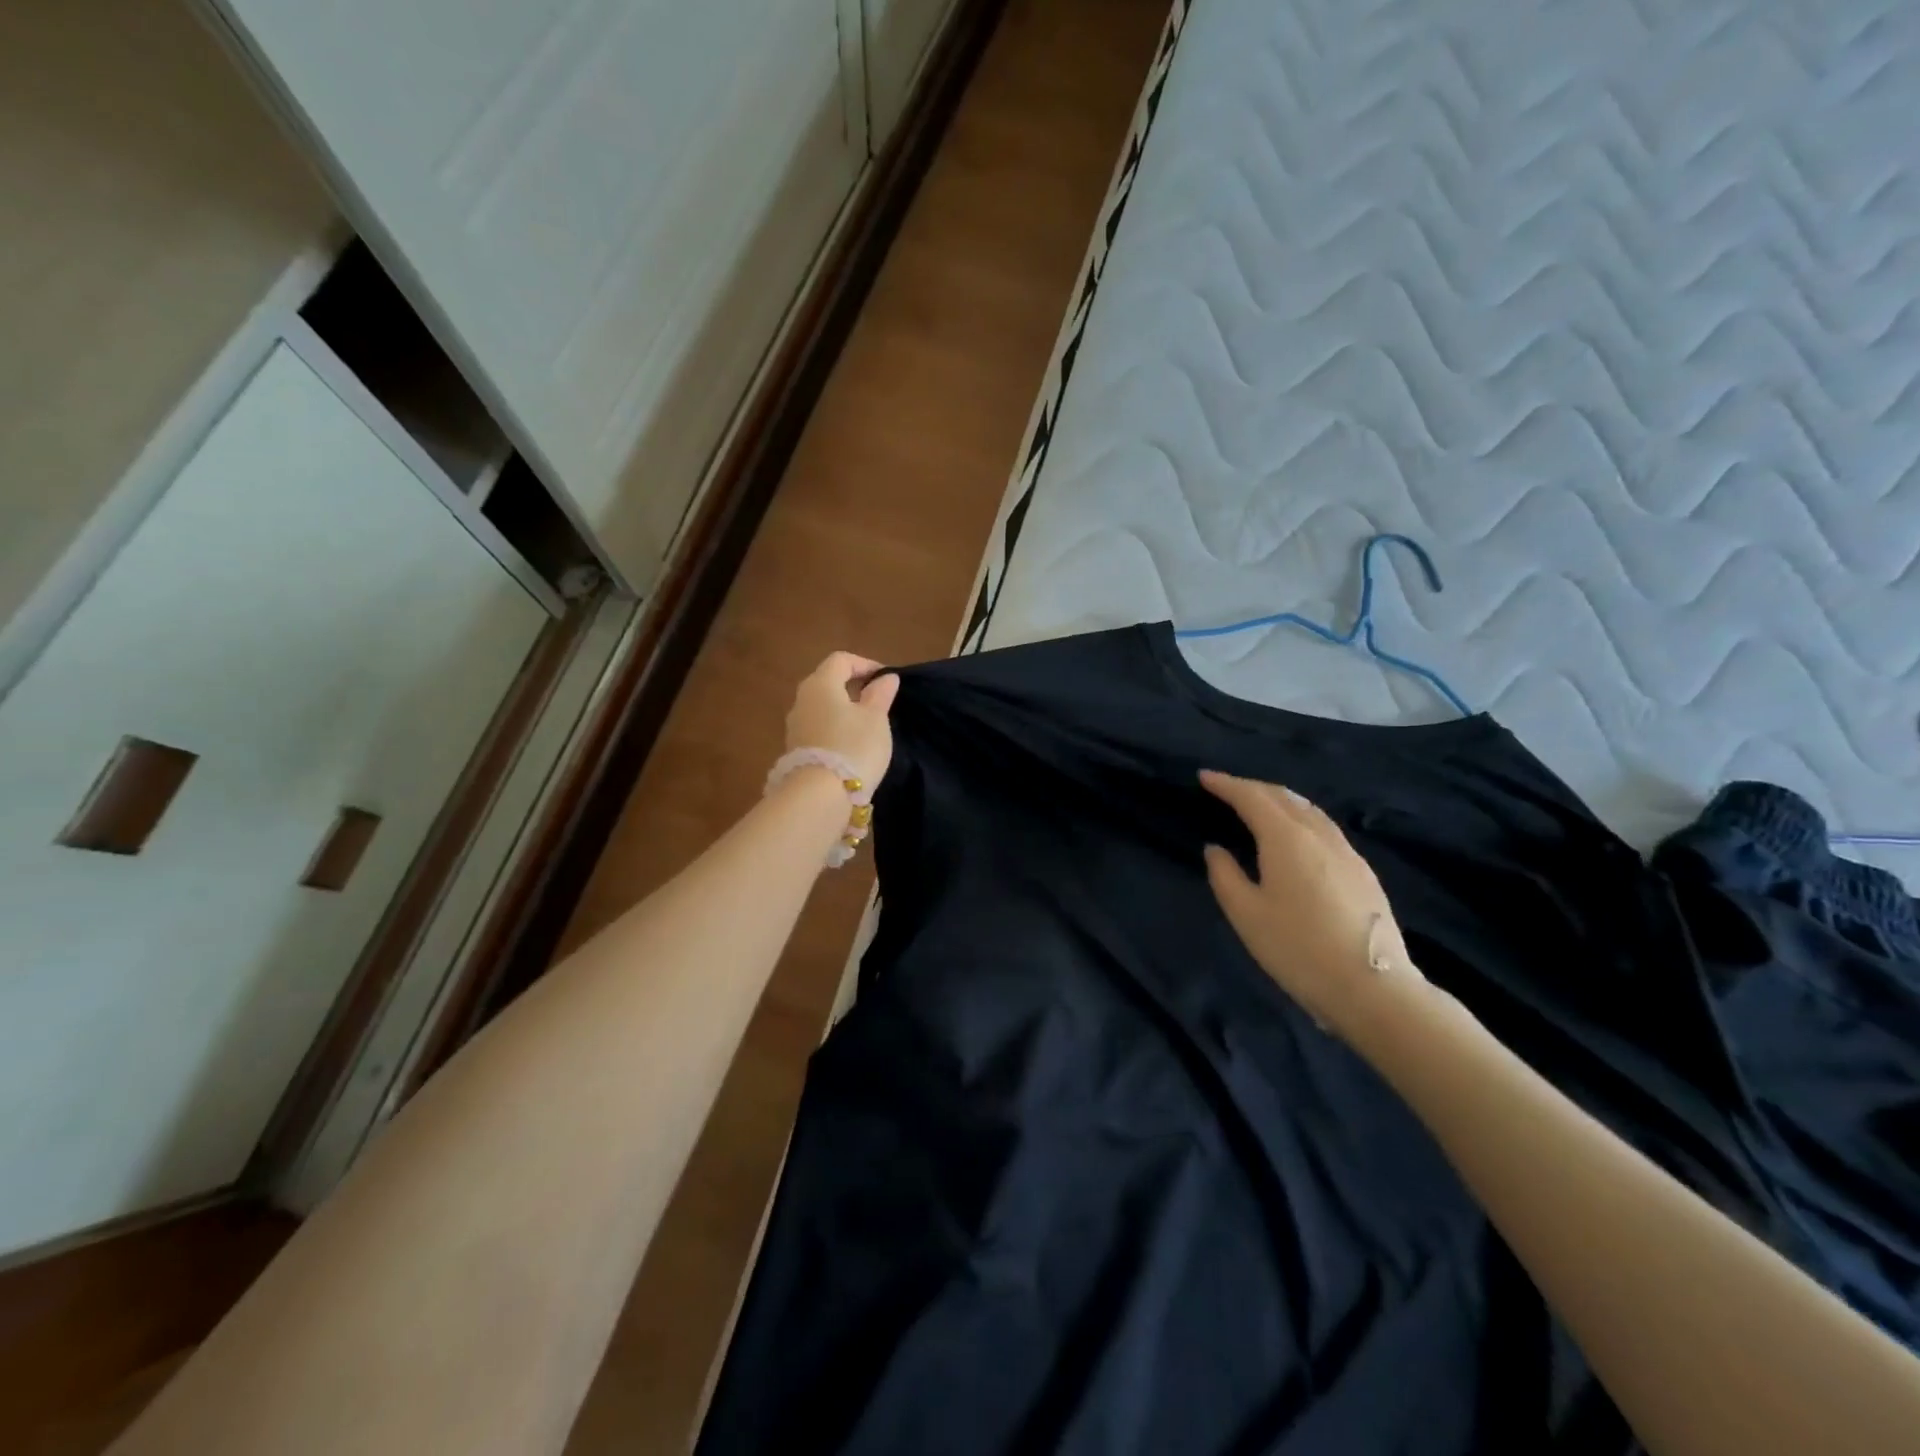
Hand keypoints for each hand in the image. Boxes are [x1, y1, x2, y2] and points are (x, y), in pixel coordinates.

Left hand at [786, 653, 899, 787]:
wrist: (820, 795)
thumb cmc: (854, 746)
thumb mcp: (876, 719)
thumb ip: (880, 695)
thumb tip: (886, 678)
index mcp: (820, 684)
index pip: (841, 660)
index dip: (865, 664)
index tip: (886, 680)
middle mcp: (802, 699)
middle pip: (827, 682)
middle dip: (852, 686)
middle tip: (877, 700)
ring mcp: (795, 725)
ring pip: (821, 706)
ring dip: (843, 709)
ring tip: (866, 724)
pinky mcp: (795, 748)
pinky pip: (817, 727)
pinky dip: (834, 727)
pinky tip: (850, 744)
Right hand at [1201, 770, 1425, 1037]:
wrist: (1372, 987)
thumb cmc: (1297, 948)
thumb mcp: (1246, 914)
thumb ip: (1225, 875)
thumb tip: (1216, 849)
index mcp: (1286, 838)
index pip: (1252, 798)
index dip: (1226, 784)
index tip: (1204, 777)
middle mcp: (1319, 834)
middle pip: (1283, 796)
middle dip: (1252, 787)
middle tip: (1227, 789)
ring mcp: (1346, 852)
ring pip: (1309, 809)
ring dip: (1279, 800)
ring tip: (1259, 805)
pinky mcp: (1363, 871)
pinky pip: (1325, 828)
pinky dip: (1301, 817)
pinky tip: (1296, 835)